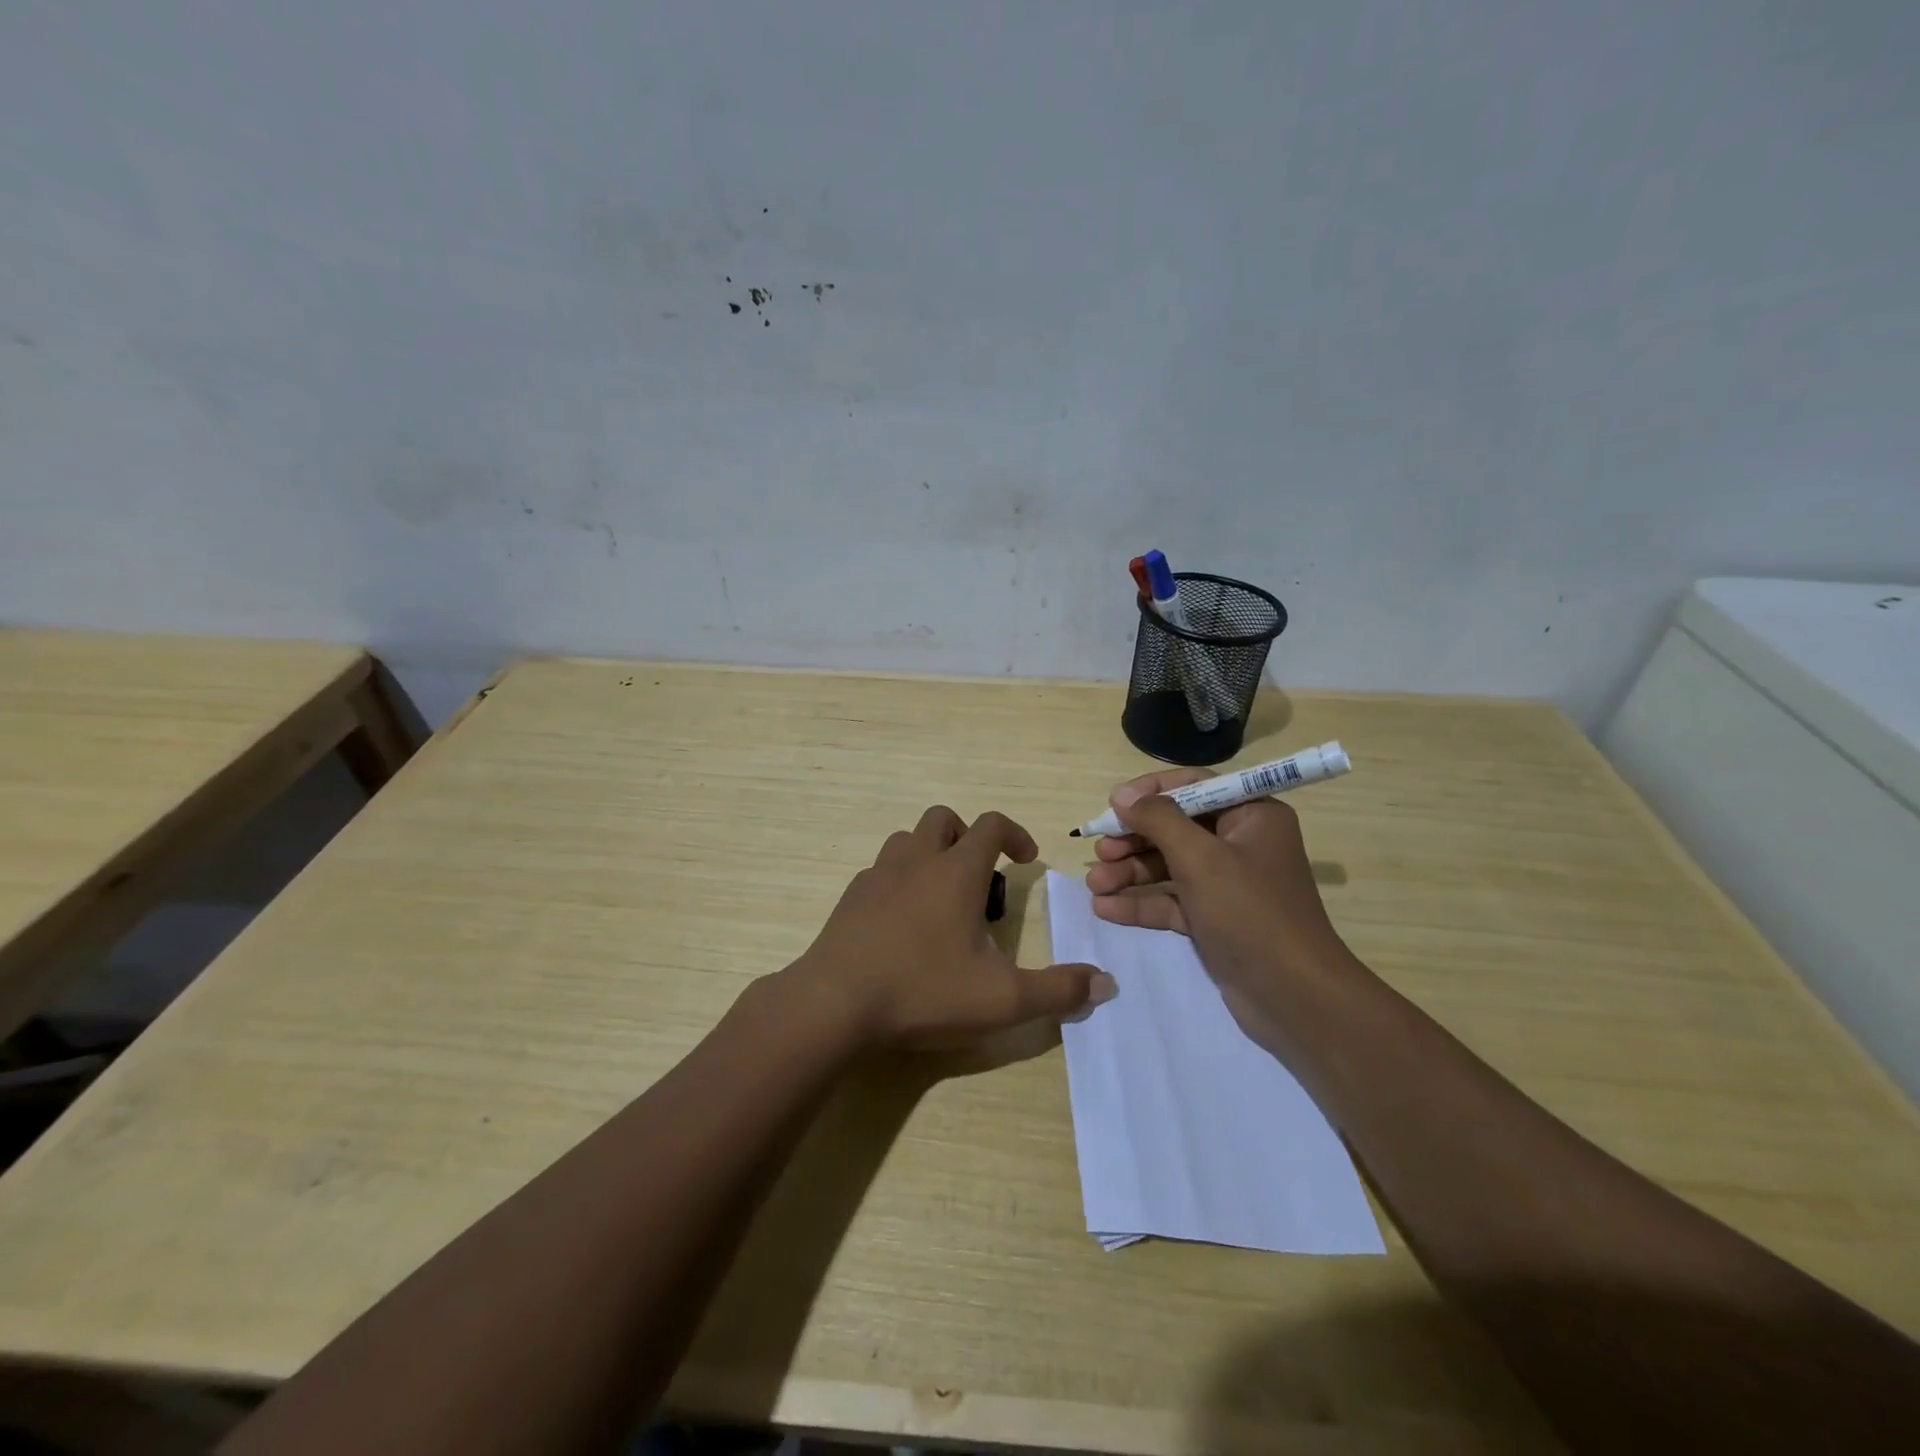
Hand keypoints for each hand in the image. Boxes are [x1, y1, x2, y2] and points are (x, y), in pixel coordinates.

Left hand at [789, 806, 1113, 1047]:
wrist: (834, 1004)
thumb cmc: (924, 991)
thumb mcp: (1002, 999)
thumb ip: (1057, 991)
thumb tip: (1105, 984)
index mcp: (955, 871)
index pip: (991, 825)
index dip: (1015, 834)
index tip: (1027, 860)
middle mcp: (916, 860)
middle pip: (943, 818)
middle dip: (967, 837)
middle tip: (980, 879)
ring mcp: (877, 875)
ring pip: (907, 840)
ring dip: (930, 854)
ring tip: (942, 899)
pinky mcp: (850, 898)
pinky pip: (880, 871)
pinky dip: (899, 881)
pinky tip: (902, 924)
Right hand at [1084, 770, 1357, 1051]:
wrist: (1293, 997)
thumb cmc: (1250, 913)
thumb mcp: (1200, 859)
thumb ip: (1158, 820)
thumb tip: (1123, 795)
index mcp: (1252, 816)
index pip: (1195, 787)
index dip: (1151, 792)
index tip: (1113, 804)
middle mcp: (1241, 843)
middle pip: (1176, 828)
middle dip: (1134, 839)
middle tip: (1100, 851)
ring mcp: (1227, 884)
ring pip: (1169, 866)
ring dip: (1130, 872)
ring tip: (1094, 884)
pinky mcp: (1215, 919)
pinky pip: (1172, 901)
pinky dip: (1141, 903)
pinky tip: (1105, 908)